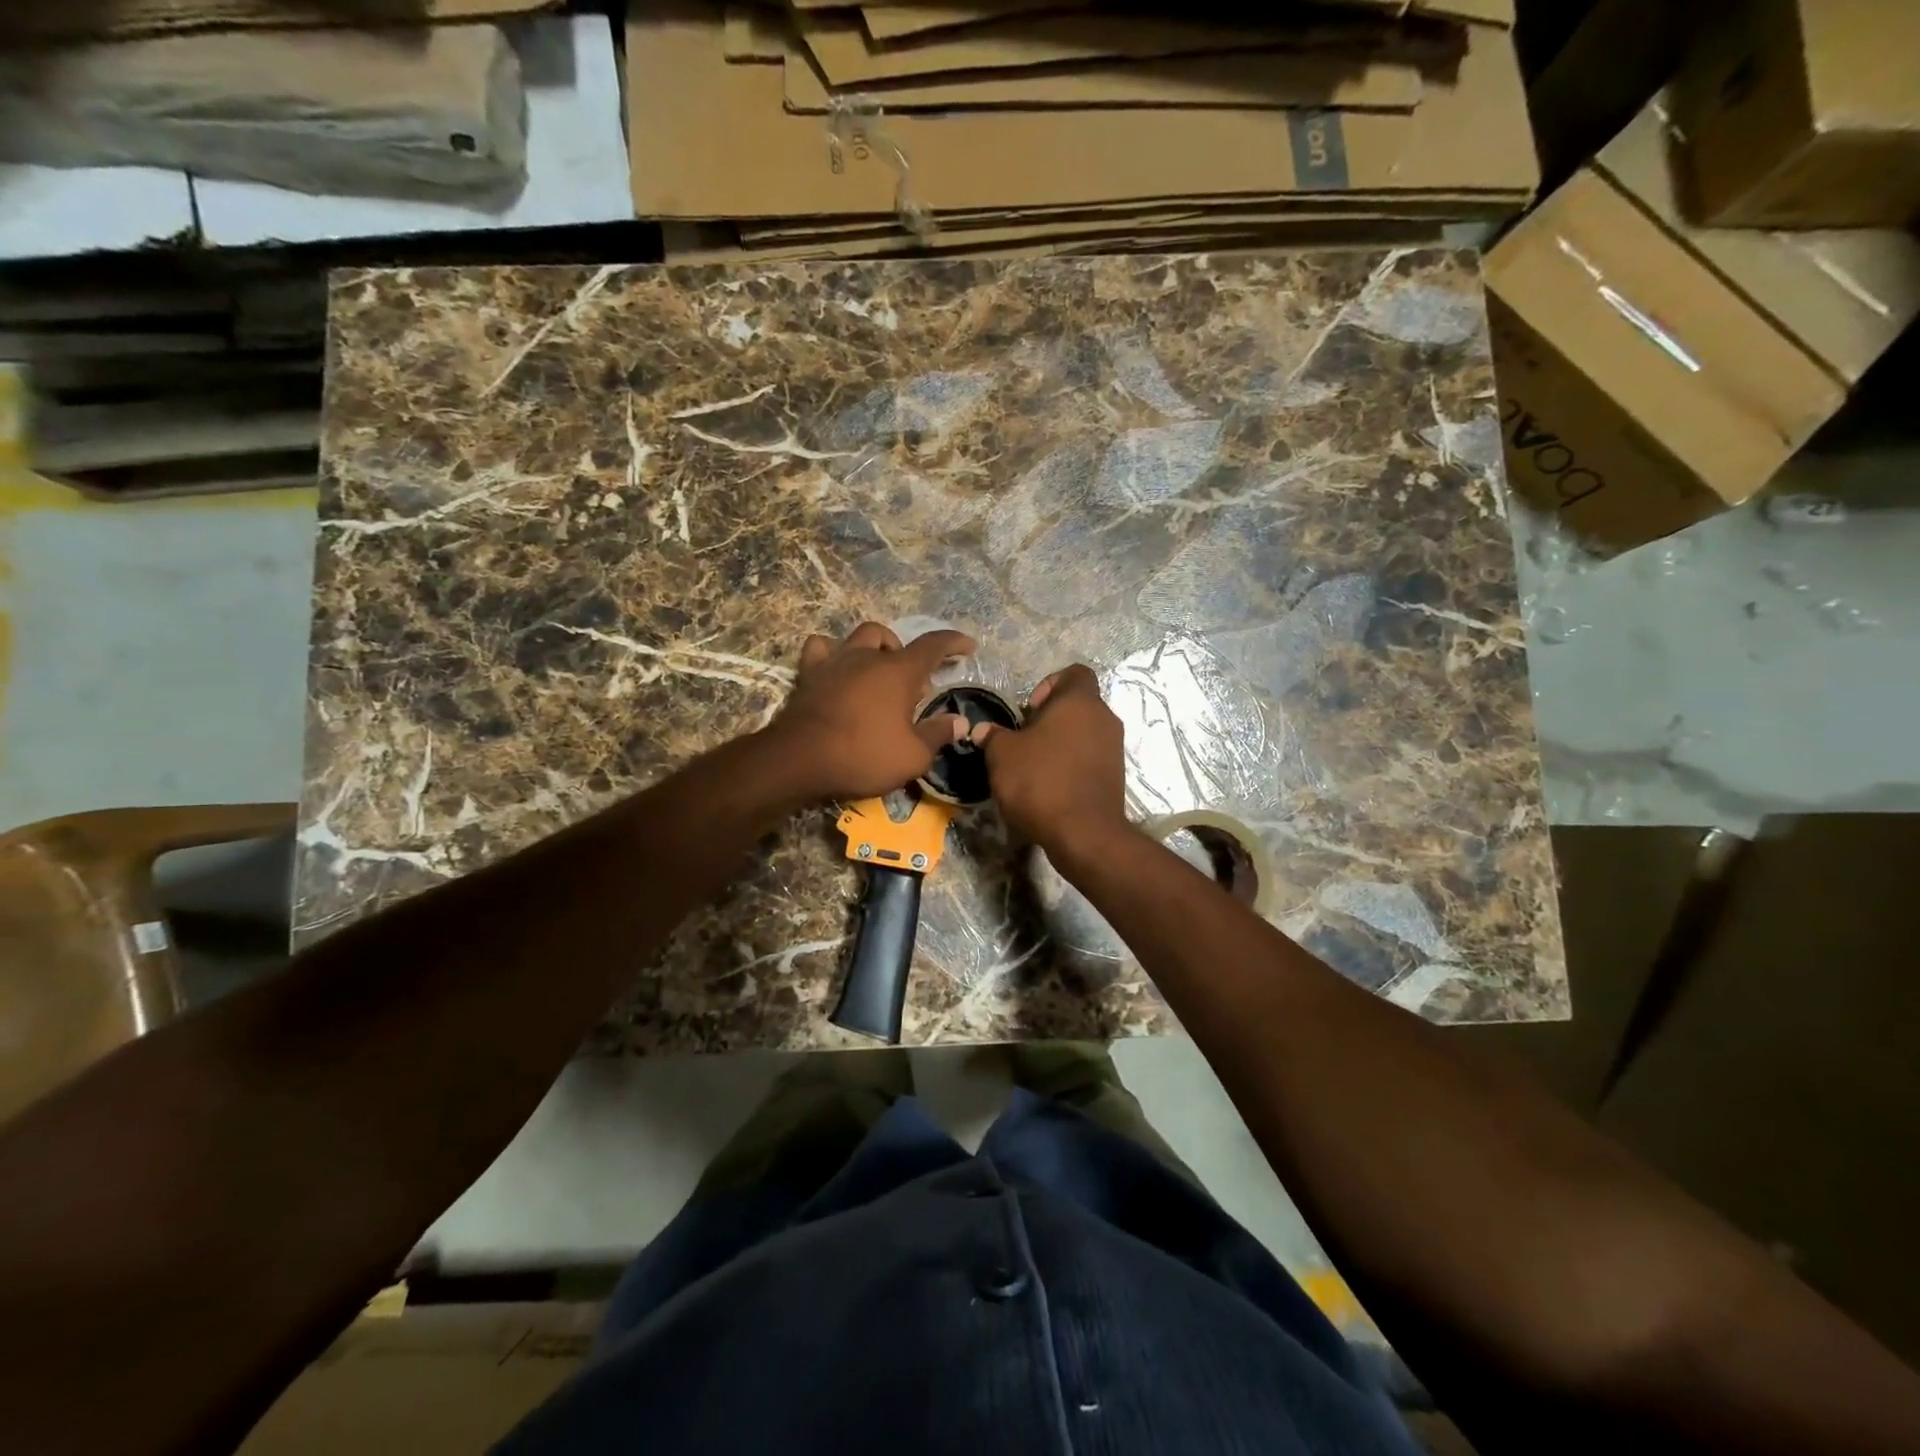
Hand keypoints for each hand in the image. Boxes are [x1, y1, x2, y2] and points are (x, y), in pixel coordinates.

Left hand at [766, 623, 974, 801]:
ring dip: (876, 647)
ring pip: (861, 636)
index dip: (954, 642)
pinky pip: (821, 649)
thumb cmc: (864, 756)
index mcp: (899, 672)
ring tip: (880, 671)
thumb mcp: (913, 756)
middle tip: (914, 687)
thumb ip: (938, 734)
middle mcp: (868, 657)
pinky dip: (833, 653)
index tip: (968, 646)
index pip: (934, 645)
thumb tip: (959, 722)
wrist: (800, 760)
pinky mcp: (809, 674)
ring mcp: (836, 661)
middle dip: (909, 657)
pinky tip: (838, 668)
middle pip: (895, 640)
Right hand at [973, 664, 1129, 860]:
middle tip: (1024, 740)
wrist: (1084, 834)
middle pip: (1077, 705)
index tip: (1028, 711)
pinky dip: (1071, 765)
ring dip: (1060, 743)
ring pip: (1084, 733)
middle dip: (1050, 718)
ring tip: (1033, 766)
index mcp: (1080, 701)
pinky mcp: (1115, 776)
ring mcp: (1114, 748)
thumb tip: (983, 730)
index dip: (1048, 684)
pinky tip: (1049, 787)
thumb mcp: (1002, 755)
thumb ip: (993, 736)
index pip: (1074, 672)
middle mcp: (1104, 718)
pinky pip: (1090, 758)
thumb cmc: (1040, 781)